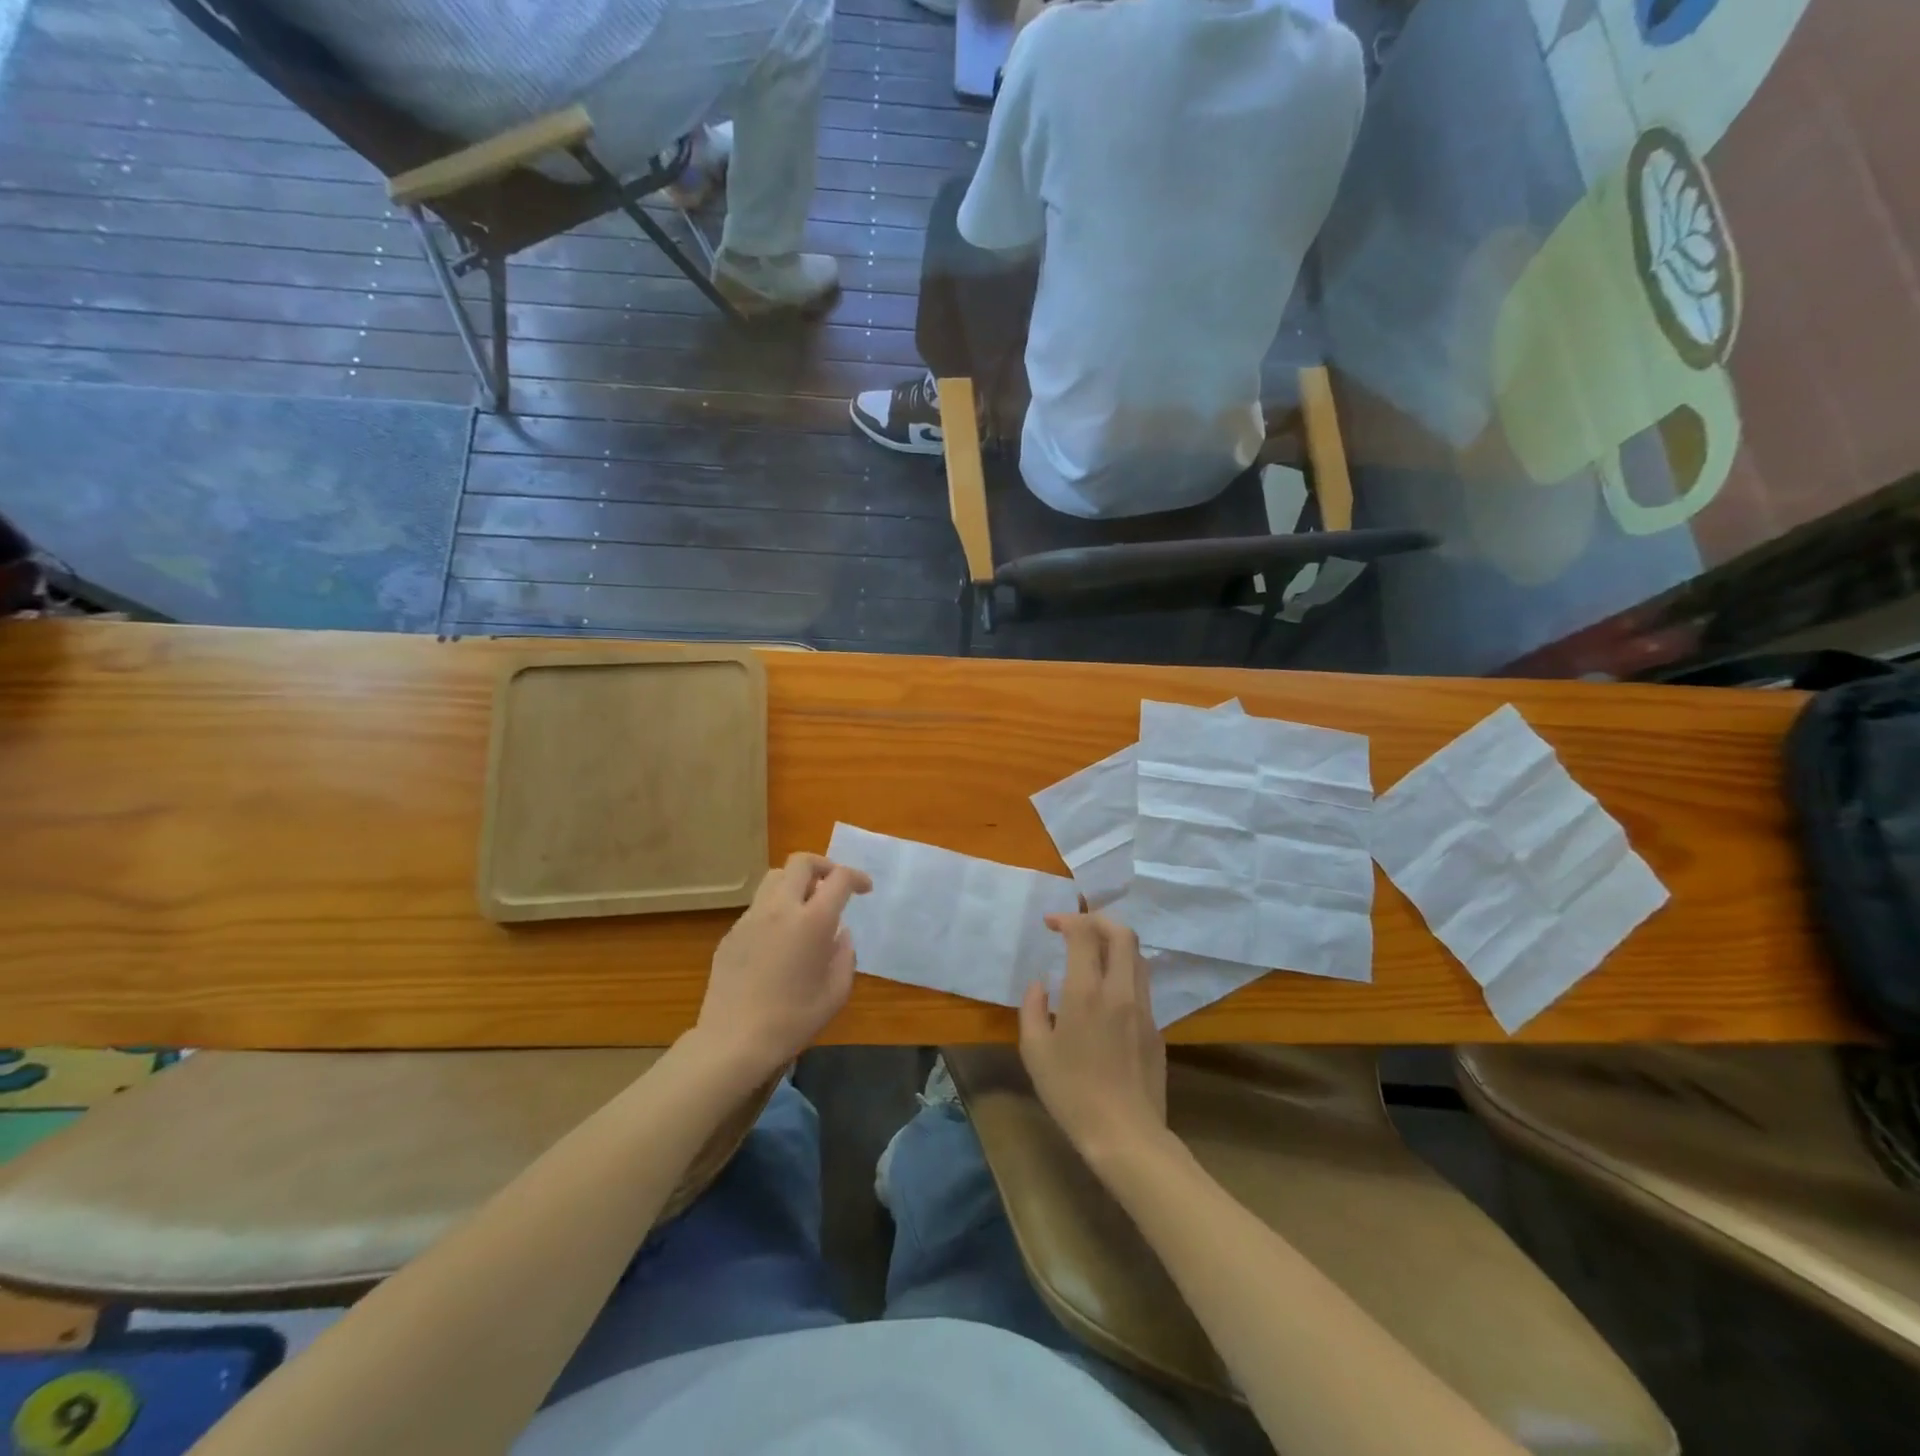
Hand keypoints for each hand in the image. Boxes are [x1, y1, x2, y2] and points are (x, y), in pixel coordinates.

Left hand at [693, 853, 871, 1080]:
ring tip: (806, 907)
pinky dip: (775, 908)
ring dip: (796, 882)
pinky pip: (758, 906)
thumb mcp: (836, 992)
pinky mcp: (731, 933)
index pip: (839, 878)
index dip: (857, 877)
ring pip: (775, 878)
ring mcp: (751, 918)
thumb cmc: (793, 1020)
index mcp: (813, 921)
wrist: (734, 1041)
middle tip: (833, 886)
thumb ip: (844, 955)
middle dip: (823, 866)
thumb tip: (840, 933)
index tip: (864, 889)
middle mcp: (780, 908)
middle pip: (801, 862)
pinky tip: (779, 939)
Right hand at [1018, 913, 1167, 1161]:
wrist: (1126, 1135)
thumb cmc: (1071, 1093)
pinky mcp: (1156, 1028)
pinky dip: (1123, 971)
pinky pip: (1141, 984)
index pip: (1085, 934)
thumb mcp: (1035, 1052)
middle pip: (1122, 933)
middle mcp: (1120, 990)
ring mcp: (1144, 1008)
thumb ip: (1033, 1009)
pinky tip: (1107, 992)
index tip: (1050, 924)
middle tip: (1076, 926)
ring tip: (1093, 952)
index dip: (1068, 919)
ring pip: (1137, 956)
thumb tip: (1041, 984)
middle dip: (1098, 919)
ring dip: (1115, 943)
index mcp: (1087, 992)